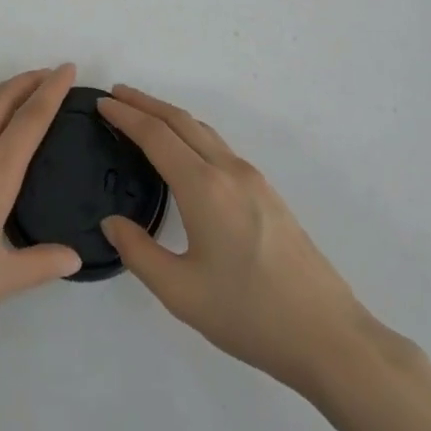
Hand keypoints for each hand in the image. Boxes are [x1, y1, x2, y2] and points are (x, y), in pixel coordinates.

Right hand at [99, 86, 369, 394]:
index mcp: (204, 187)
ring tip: (143, 115)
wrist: (328, 336)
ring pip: (203, 131)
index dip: (126, 116)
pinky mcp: (267, 193)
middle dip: (145, 103)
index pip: (156, 136)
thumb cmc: (249, 315)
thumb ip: (139, 253)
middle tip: (116, 94)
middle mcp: (228, 170)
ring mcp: (252, 179)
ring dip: (169, 116)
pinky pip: (218, 146)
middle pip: (180, 121)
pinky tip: (184, 152)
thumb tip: (111, 222)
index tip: (102, 103)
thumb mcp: (181, 293)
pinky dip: (190, 134)